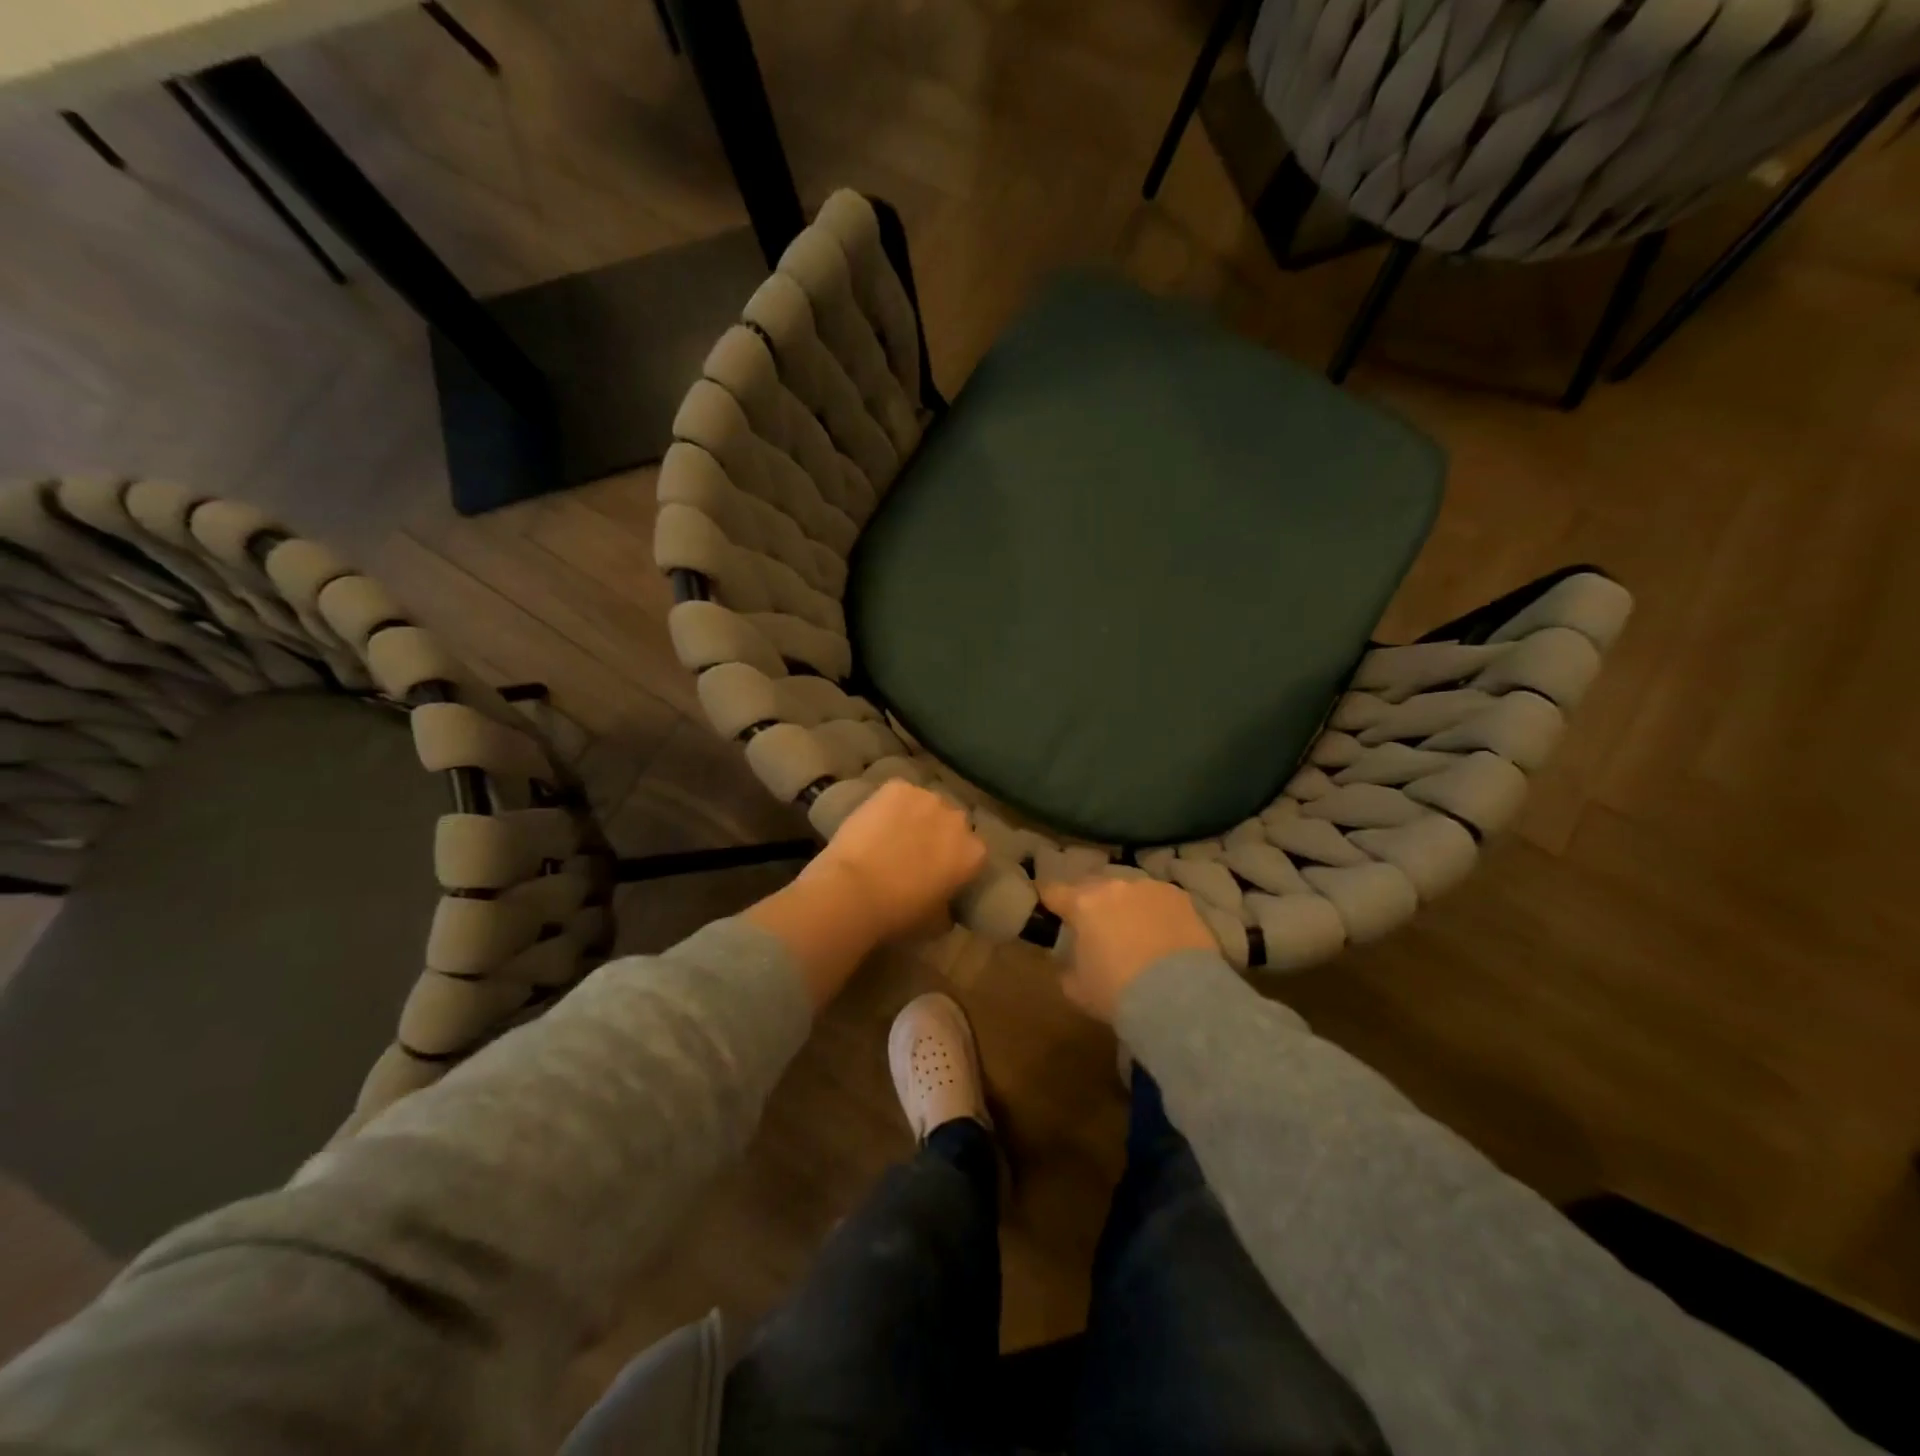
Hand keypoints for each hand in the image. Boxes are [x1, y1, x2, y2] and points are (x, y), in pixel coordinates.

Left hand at [803, 780, 986, 942]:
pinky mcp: (898, 787)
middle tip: (914, 851)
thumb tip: (945, 903)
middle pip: (951, 822)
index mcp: (973, 853)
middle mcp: (958, 820)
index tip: (939, 870)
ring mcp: (928, 798)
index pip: (972, 851)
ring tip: (891, 833)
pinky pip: (898, 793)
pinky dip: (889, 804)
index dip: (954, 859)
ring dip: (915, 815)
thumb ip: (948, 906)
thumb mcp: (935, 922)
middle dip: (938, 833)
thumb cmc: (897, 914)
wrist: (853, 890)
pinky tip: (873, 820)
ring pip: (925, 804)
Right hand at [1038, 877, 1217, 1023]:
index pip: (1053, 891)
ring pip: (1127, 889)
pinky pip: (1157, 898)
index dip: (1048, 898)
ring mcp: (1149, 888)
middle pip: (1092, 885)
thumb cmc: (1119, 992)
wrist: (1179, 996)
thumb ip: (1067, 967)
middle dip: (1089, 901)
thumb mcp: (1077, 989)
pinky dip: (1154, 910)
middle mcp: (1113, 886)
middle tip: (1093, 924)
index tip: (1048, 906)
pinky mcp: (1179, 896)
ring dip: (1123, 904)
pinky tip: (1161, 932)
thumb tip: (1070, 961)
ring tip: (1131, 928)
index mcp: (1083, 904)